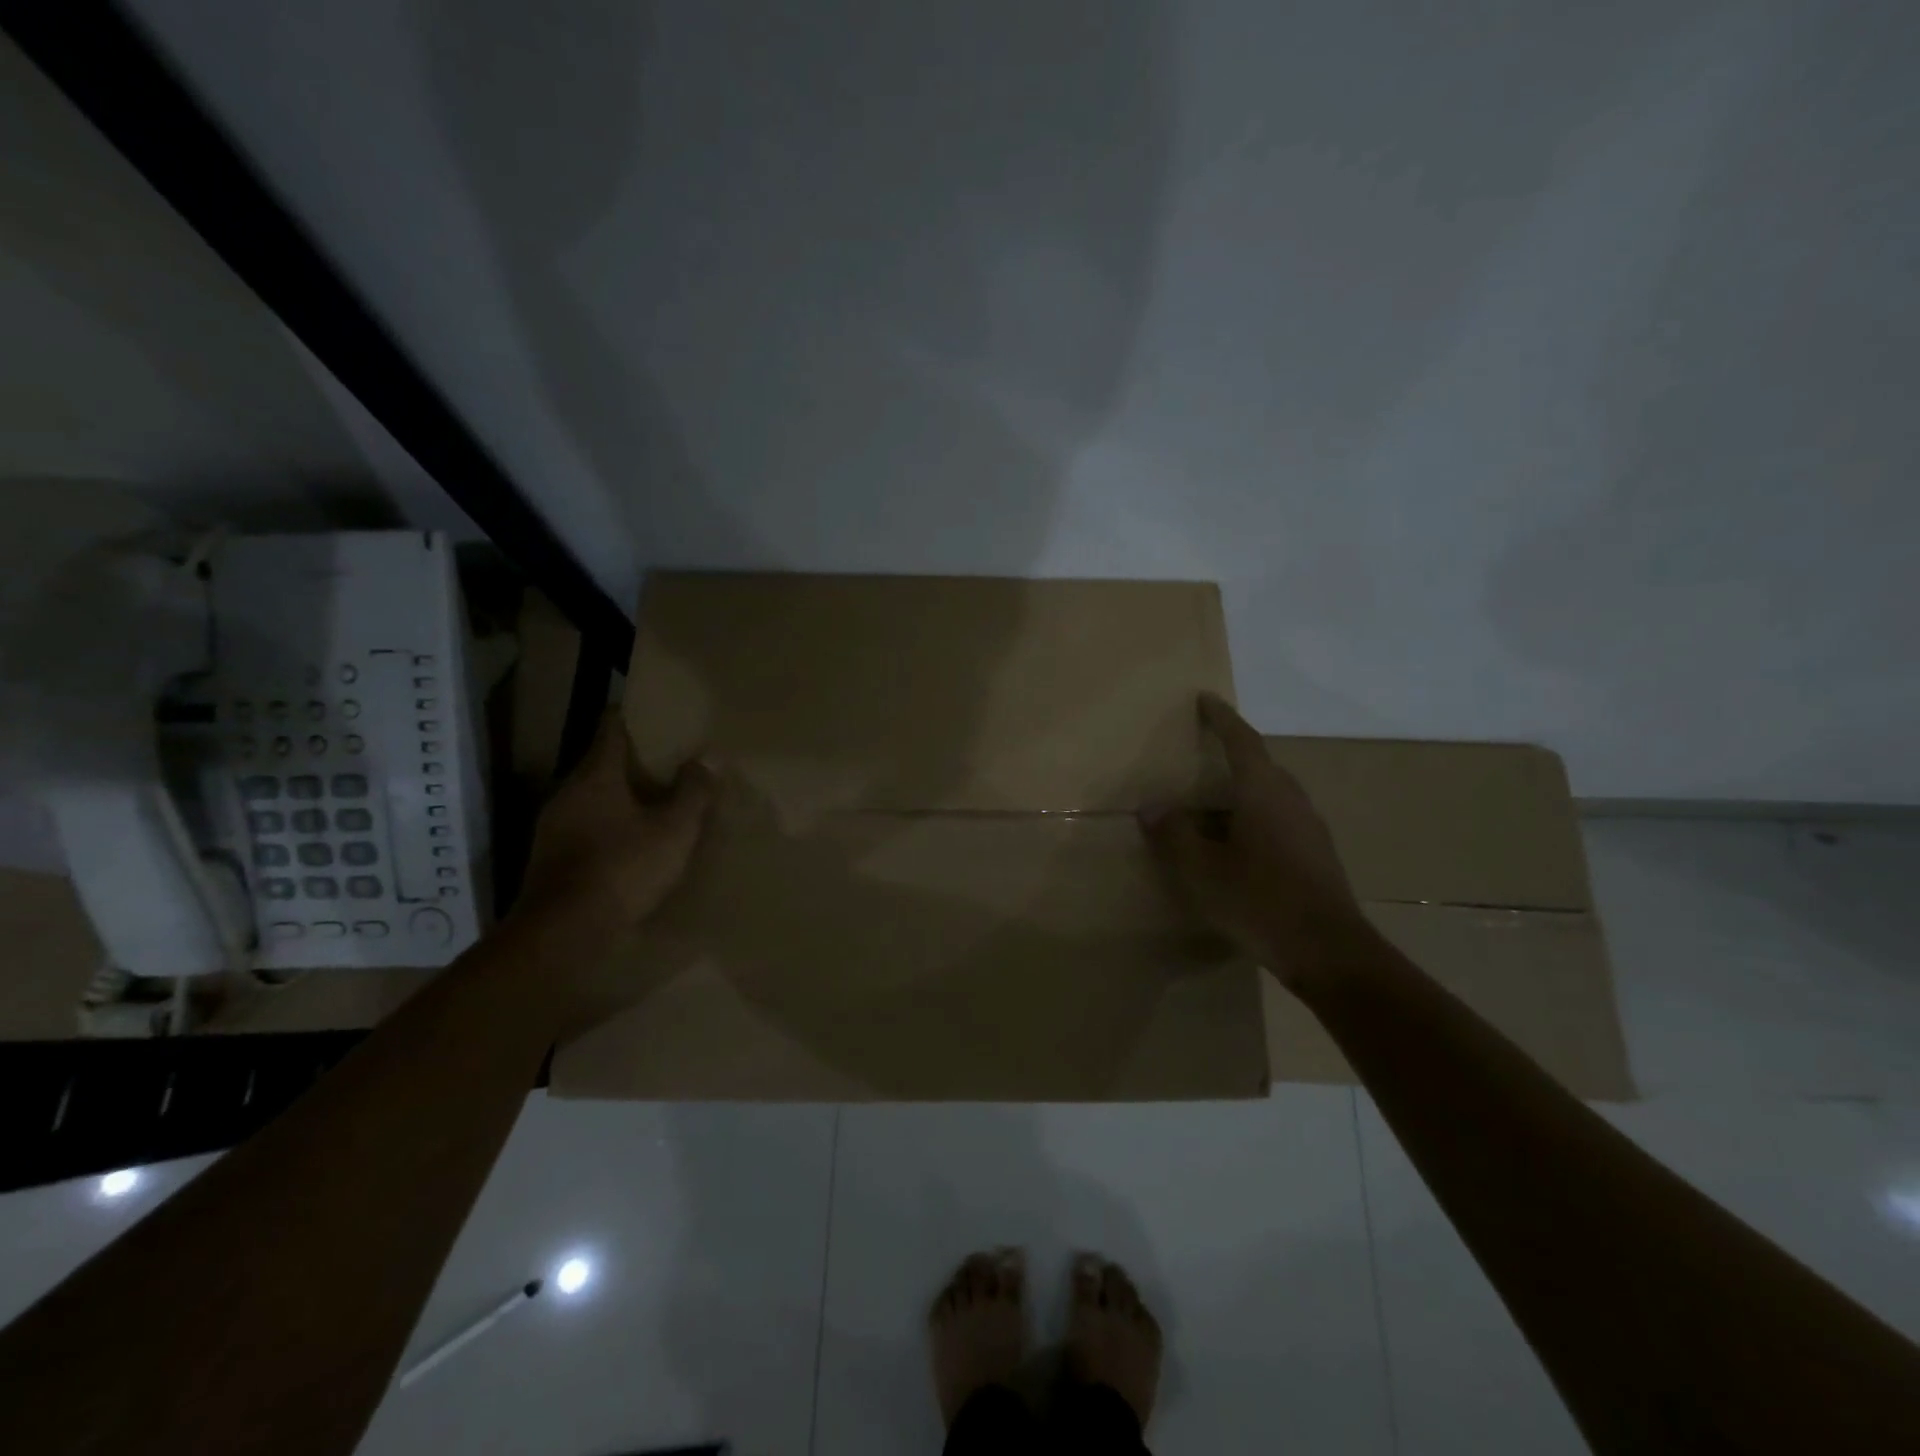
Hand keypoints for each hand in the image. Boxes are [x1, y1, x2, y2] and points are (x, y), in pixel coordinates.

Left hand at [514, 707, 714, 938]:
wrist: (563, 934)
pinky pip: (587, 827)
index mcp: (595, 775)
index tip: (660, 713)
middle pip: (603, 763)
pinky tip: (634, 844)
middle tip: (673, 762)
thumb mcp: (673, 830)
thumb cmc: (622, 869)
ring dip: (623, 797)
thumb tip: (707, 758)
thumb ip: (693, 791)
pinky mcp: (551, 859)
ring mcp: (553, 827)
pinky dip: (611, 826)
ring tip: (659, 803)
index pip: (611, 727)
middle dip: (636, 761)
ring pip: (594, 797)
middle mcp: (568, 793)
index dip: (635, 715)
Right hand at [1140, 692, 1370, 983]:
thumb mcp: (1202, 869)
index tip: (1205, 699)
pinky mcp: (1317, 855)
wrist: (1329, 952)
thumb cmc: (1259, 900)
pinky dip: (1253, 816)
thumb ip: (1174, 834)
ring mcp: (1310, 828)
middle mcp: (1292, 799)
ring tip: (1212, 801)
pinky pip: (1279, 819)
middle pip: (1260, 765)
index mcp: (1263, 791)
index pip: (1241, 741)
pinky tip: (1237, 843)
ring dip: (1242, 789)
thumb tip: (1152, 806)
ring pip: (1271, 794)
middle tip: (1203, 751)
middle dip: (1232, 753)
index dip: (1221, 718)